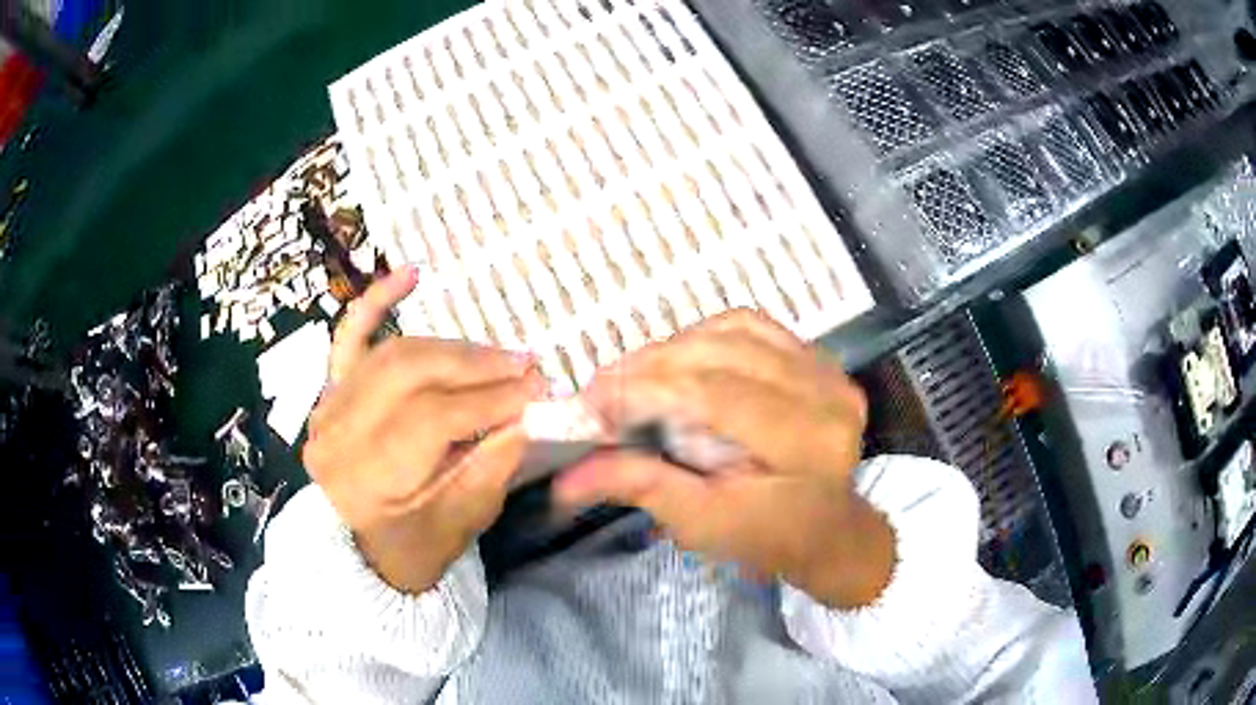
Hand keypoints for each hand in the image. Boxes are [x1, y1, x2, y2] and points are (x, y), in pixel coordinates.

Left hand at [304, 266, 543, 593]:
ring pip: (393, 352)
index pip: (432, 419)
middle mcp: (337, 434)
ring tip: (496, 355)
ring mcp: (327, 405)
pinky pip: (349, 335)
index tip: (538, 389)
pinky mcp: (329, 390)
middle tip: (525, 366)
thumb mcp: (463, 521)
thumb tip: (525, 409)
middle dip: (476, 366)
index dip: (490, 398)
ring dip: (451, 348)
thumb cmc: (414, 547)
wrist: (359, 553)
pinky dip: (377, 300)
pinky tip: (410, 275)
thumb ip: (493, 463)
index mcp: (366, 480)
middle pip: (411, 375)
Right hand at [555, 310, 894, 608]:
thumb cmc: (767, 535)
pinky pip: (750, 326)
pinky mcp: (816, 356)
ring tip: (633, 376)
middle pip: (722, 355)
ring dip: (673, 348)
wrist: (825, 527)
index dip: (646, 390)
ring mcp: (825, 368)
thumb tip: (567, 478)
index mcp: (806, 442)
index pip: (715, 394)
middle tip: (601, 388)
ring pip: (733, 331)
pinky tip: (677, 358)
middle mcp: (825, 393)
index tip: (591, 401)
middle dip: (651, 367)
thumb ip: (641, 486)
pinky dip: (703, 336)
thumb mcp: (702, 522)